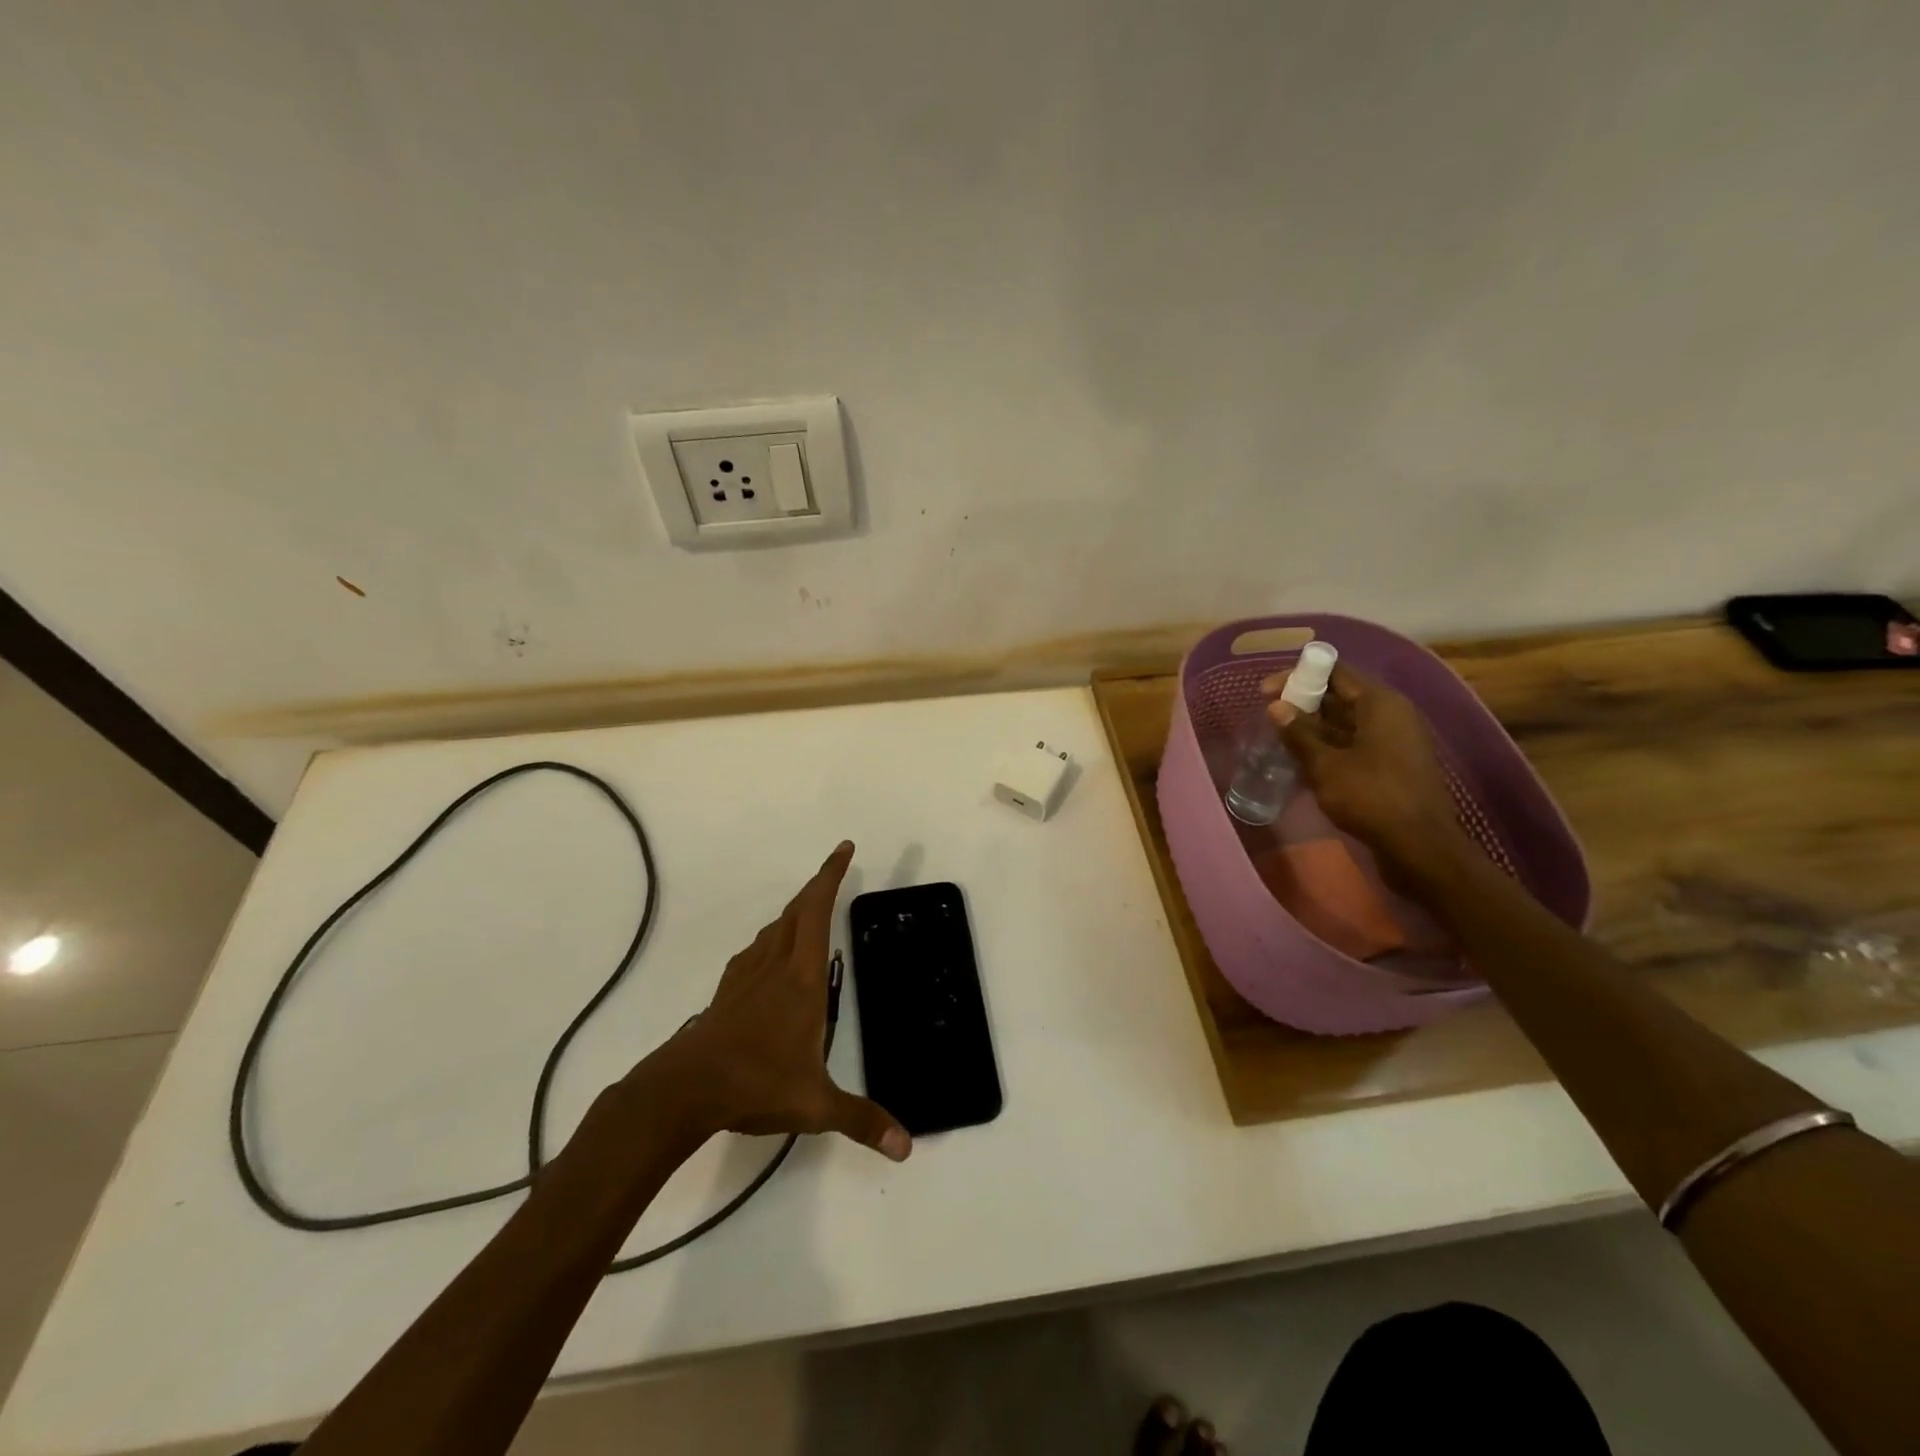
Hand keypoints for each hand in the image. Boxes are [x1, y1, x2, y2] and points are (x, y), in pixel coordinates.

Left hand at [662, 842, 910, 1161]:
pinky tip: (770, 957)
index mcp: (801, 978)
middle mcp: (775, 965)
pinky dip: (771, 939)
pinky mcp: (727, 993)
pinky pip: (755, 951)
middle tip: (835, 870)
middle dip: (818, 885)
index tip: (844, 848)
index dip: (831, 876)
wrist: (684, 1089)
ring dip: (794, 911)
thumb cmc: (755, 1083)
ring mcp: (746, 977)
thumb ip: (861, 1120)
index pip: (818, 911)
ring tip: (809, 912)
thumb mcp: (815, 1104)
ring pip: (773, 929)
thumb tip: (907, 1146)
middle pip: (796, 910)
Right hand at [1266, 665, 1468, 882]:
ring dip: (1314, 727)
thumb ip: (1299, 734)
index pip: (1335, 672)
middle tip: (1269, 715)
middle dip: (1304, 702)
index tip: (1265, 691)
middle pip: (1341, 695)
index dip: (1298, 676)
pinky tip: (1302, 759)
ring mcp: (1395, 740)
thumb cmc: (1371, 797)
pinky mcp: (1392, 765)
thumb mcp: (1325, 765)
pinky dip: (1329, 746)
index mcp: (1380, 703)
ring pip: (1347, 722)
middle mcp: (1391, 714)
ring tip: (1280, 736)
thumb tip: (1275, 706)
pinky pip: (1355, 743)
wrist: (1420, 847)